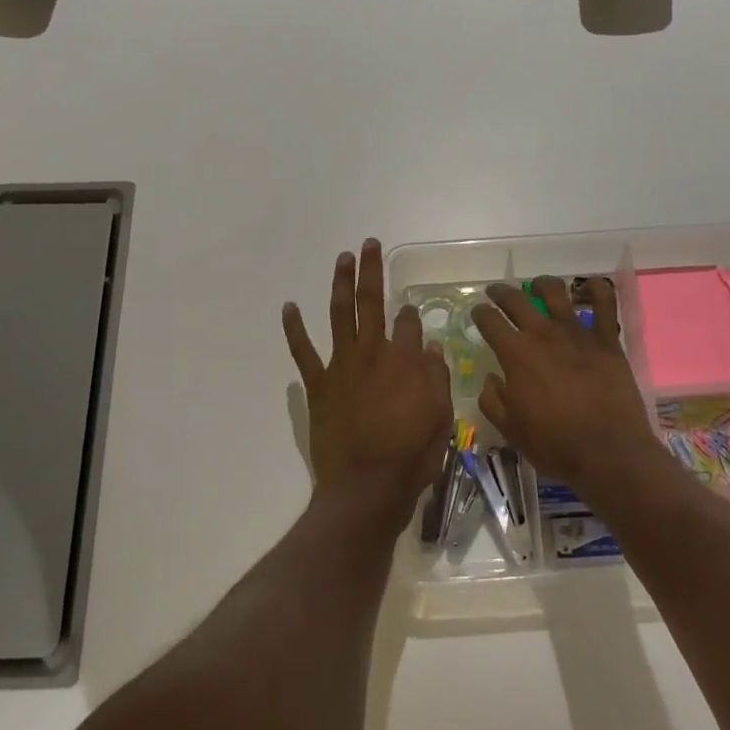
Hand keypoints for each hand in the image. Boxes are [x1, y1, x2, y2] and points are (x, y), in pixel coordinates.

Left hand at [283, 239, 452, 517]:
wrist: (367, 486)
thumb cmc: (411, 455)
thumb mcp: (441, 417)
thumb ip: (436, 378)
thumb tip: (431, 347)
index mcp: (405, 360)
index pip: (408, 323)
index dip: (411, 314)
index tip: (411, 311)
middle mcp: (372, 353)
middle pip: (372, 302)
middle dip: (371, 270)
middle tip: (368, 244)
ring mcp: (342, 366)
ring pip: (339, 314)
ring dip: (340, 284)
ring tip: (342, 258)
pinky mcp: (319, 384)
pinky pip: (303, 351)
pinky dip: (294, 328)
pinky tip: (289, 306)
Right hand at [471, 277, 663, 495]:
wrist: (607, 451)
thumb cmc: (554, 444)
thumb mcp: (510, 429)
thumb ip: (492, 400)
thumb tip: (490, 378)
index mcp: (516, 354)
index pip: (489, 321)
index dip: (480, 313)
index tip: (478, 312)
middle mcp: (543, 334)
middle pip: (516, 300)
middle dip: (501, 293)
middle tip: (496, 293)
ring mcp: (577, 332)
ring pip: (555, 292)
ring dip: (542, 285)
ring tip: (538, 287)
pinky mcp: (607, 339)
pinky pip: (605, 303)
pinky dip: (598, 289)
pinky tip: (591, 287)